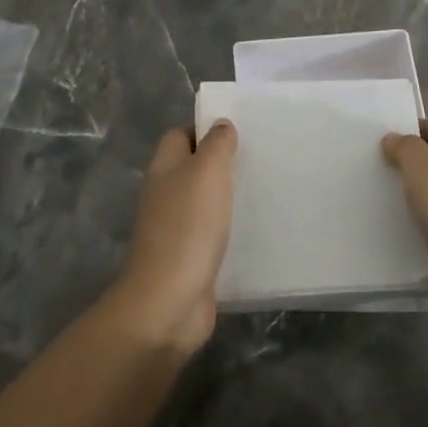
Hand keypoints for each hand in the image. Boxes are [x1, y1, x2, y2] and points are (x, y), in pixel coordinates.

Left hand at [109, 121, 237, 352]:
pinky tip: (254, 230)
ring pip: (202, 201)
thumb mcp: (207, 172)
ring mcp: (174, 229)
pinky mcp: (187, 259)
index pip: (180, 135)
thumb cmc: (188, 227)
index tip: (239, 132)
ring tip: (262, 190)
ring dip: (226, 197)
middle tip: (258, 160)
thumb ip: (216, 145)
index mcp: (164, 168)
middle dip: (221, 163)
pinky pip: (210, 234)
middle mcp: (164, 194)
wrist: (168, 301)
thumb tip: (221, 125)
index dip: (205, 129)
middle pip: (191, 167)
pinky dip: (228, 230)